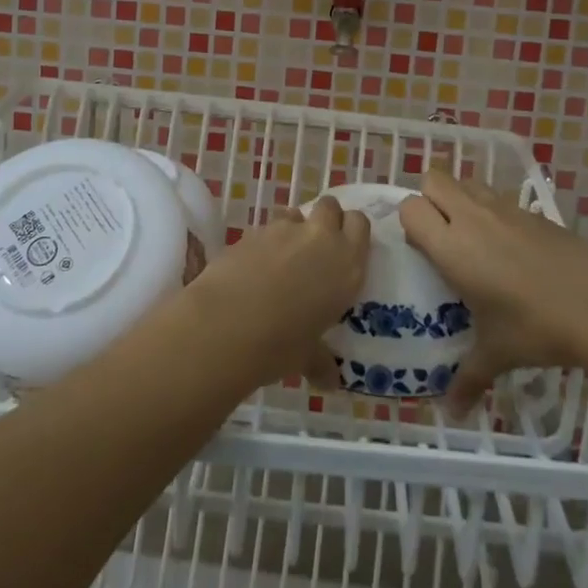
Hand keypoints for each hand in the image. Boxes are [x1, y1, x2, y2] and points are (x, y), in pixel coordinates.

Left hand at [183, 195, 370, 386]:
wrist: (227, 324)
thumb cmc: (281, 344)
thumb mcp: (308, 356)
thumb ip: (321, 361)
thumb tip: (329, 381)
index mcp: (346, 264)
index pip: (360, 224)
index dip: (351, 232)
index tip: (344, 248)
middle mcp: (320, 238)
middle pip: (330, 206)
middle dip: (325, 220)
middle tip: (316, 249)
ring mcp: (284, 229)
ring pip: (295, 213)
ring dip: (293, 229)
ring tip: (281, 259)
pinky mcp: (252, 230)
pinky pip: (266, 228)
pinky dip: (264, 242)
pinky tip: (253, 268)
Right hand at [401, 169, 587, 412]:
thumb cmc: (536, 329)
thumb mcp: (497, 354)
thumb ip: (468, 377)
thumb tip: (452, 411)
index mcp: (452, 246)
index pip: (411, 208)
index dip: (410, 222)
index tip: (422, 249)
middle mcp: (473, 218)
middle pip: (434, 178)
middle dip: (430, 198)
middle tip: (442, 235)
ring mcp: (505, 208)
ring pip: (467, 182)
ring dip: (461, 199)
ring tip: (473, 237)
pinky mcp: (533, 211)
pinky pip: (499, 197)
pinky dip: (494, 212)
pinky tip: (511, 249)